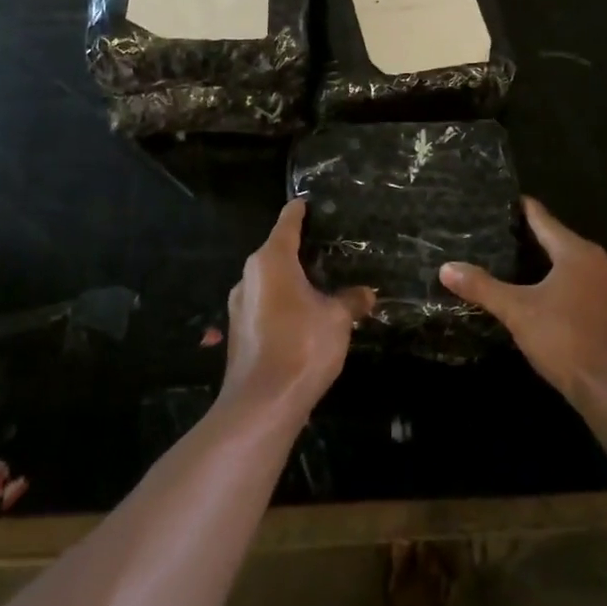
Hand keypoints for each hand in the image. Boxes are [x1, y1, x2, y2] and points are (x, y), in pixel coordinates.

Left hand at [223, 201, 374, 418]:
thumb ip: (351, 301)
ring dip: (291, 280)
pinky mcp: (240, 331)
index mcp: (270, 261)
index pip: (287, 224)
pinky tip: (305, 316)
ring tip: (321, 283)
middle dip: (300, 249)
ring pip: (269, 281)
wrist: (263, 403)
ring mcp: (240, 305)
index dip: (299, 212)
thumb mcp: (337, 319)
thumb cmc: (302, 346)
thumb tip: (366, 293)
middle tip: (329, 247)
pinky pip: (266, 304)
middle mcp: (249, 277)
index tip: (308, 202)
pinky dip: (284, 302)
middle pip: (275, 251)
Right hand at [439, 198, 606, 405]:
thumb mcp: (517, 311)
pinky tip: (547, 300)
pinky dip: (565, 288)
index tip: (503, 201)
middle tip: (500, 236)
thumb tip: (446, 267)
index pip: (544, 220)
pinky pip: (586, 289)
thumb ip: (482, 287)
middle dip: (533, 239)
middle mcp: (601, 264)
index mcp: (578, 253)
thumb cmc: (565, 339)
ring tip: (519, 267)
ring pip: (575, 268)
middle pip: (561, 242)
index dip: (523, 209)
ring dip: (551, 266)